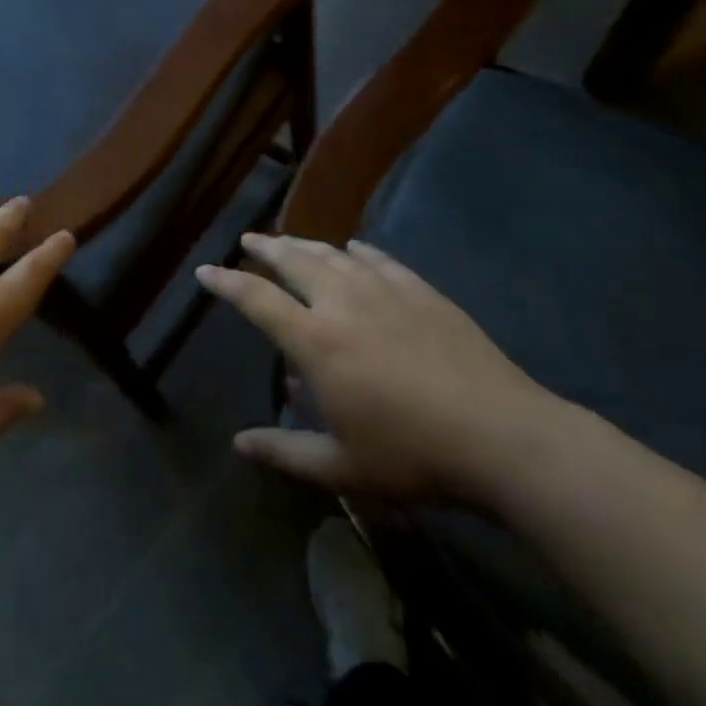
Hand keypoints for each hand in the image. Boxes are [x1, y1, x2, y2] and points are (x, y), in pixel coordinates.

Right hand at [196, 235, 567, 506]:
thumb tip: (238, 445)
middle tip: (248, 238)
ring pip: (333, 254)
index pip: (256, 299)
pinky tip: (355, 249)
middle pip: (293, 261)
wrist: (500, 435)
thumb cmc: (412, 455)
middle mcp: (342, 302)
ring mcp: (384, 290)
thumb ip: (285, 452)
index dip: (226, 281)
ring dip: (306, 245)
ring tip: (290, 241)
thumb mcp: (342, 467)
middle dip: (265, 248)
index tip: (205, 269)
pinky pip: (379, 259)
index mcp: (315, 340)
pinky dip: (359, 251)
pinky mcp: (420, 290)